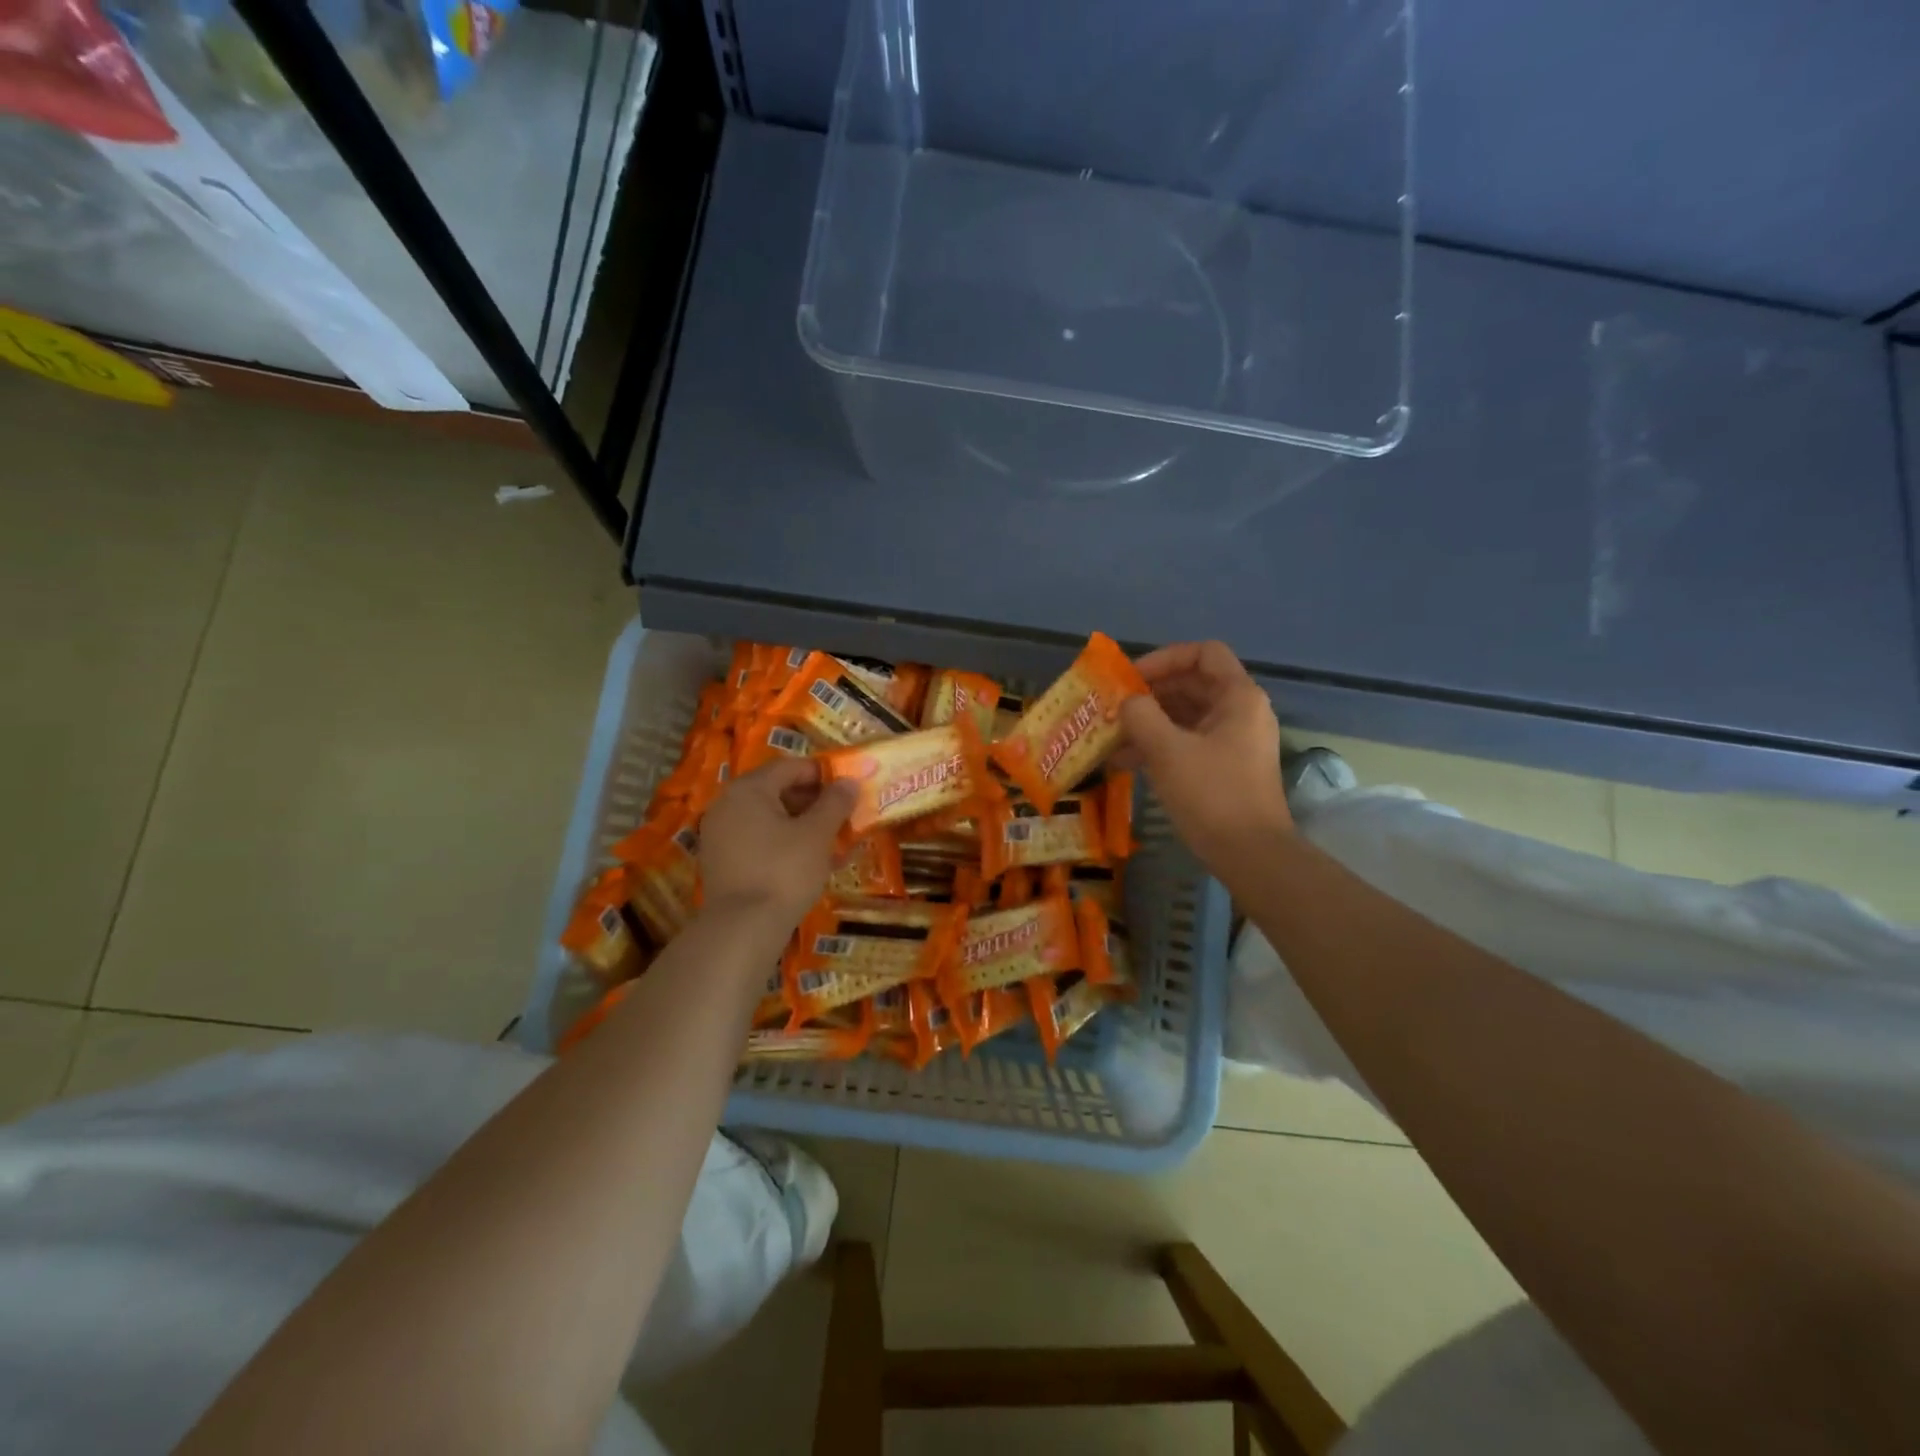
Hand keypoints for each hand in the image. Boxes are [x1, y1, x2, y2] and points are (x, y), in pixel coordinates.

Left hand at [697, 758, 857, 927]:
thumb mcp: (817, 834)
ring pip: (770, 819)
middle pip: (778, 791)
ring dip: (803, 825)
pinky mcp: (722, 862)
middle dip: (814, 802)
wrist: (742, 929)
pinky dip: (785, 844)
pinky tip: (811, 863)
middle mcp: (728, 804)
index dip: (823, 774)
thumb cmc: (784, 871)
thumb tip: (849, 781)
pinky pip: (759, 841)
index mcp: (749, 789)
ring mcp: (720, 834)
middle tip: (844, 816)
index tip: (849, 788)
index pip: (791, 767)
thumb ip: (835, 802)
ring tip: (833, 842)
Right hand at [1118, 641, 1292, 866]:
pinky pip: (1187, 742)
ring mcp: (1234, 741)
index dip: (1164, 658)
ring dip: (1148, 722)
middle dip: (1149, 693)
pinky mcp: (1225, 768)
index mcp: (1238, 697)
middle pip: (1192, 684)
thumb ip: (1140, 715)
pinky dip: (1158, 745)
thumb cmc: (1211, 794)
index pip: (1203, 653)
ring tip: (1111, 736)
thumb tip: (1127, 702)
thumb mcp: (1167, 750)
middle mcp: (1241, 712)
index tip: (1131, 679)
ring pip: (1186, 716)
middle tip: (1113, 707)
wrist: (1250, 855)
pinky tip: (1124, 762)